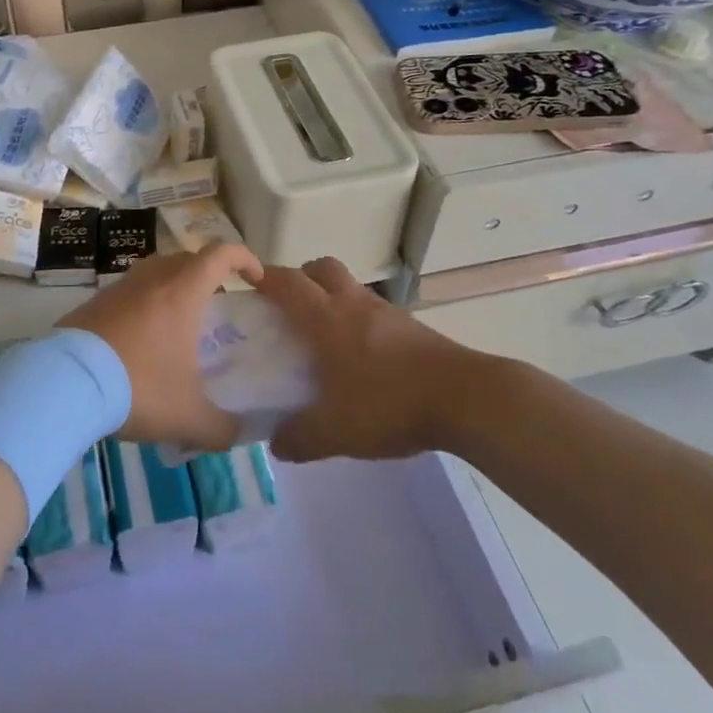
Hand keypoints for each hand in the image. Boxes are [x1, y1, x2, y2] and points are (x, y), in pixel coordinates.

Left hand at [60, 245, 262, 450]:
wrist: (65, 384)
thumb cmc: (138, 387)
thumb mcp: (189, 418)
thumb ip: (222, 428)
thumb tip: (239, 435)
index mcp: (183, 292)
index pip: (221, 254)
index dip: (244, 259)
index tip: (256, 279)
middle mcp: (152, 279)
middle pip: (187, 259)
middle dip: (208, 274)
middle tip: (217, 305)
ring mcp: (118, 288)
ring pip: (154, 273)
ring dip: (172, 287)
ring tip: (178, 323)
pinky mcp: (92, 304)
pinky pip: (127, 294)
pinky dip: (142, 306)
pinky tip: (139, 341)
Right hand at [259, 257, 503, 463]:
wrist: (466, 398)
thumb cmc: (389, 403)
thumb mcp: (335, 431)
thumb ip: (299, 438)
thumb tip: (276, 444)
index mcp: (326, 318)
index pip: (287, 283)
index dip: (264, 276)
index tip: (246, 278)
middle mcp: (353, 304)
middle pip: (321, 268)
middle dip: (300, 277)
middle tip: (288, 304)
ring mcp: (386, 313)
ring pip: (350, 287)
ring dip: (331, 297)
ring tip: (323, 334)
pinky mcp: (412, 328)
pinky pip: (373, 311)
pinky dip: (359, 320)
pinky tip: (361, 357)